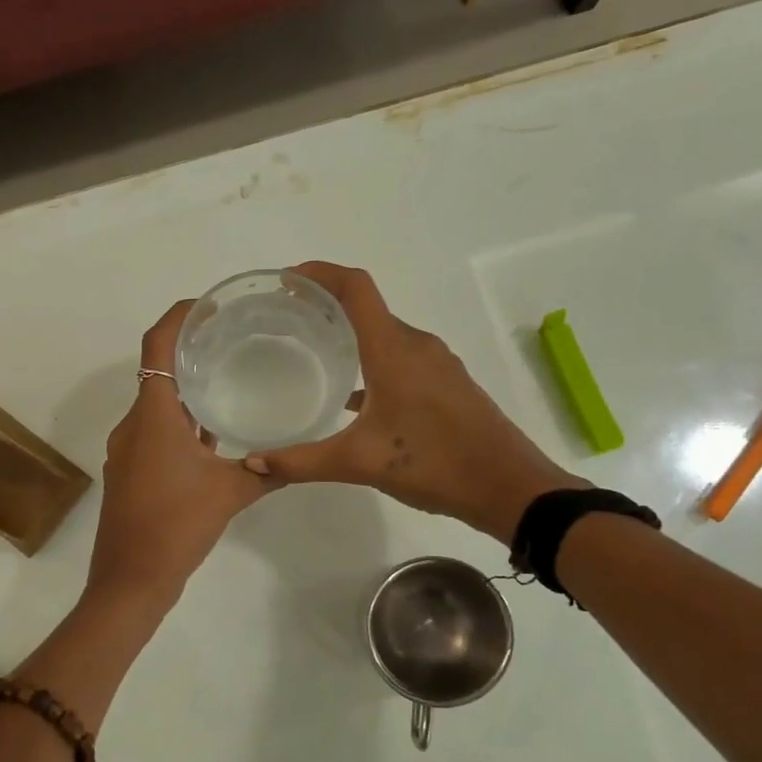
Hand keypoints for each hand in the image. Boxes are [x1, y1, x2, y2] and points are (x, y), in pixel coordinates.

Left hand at [86, 301, 276, 604]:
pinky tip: (211, 433)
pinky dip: (179, 421)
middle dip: (189, 350)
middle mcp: (134, 424)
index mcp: (153, 416)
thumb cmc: (175, 528)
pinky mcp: (130, 470)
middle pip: (157, 370)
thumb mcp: (230, 495)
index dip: (178, 316)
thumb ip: (267, 471)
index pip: (157, 346)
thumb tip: (300, 458)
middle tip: (231, 339)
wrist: (129, 580)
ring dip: (185, 389)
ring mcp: (128, 448)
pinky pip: (154, 430)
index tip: (208, 305)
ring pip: (156, 403)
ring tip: (227, 379)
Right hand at [242, 262, 579, 540]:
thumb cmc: (434, 464)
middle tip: (286, 318)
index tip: (285, 280)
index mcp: (394, 350)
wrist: (509, 488)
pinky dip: (372, 360)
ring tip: (313, 349)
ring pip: (385, 334)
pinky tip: (353, 393)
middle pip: (368, 307)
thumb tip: (253, 463)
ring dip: (350, 332)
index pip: (356, 289)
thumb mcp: (360, 463)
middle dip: (327, 303)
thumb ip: (302, 461)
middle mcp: (416, 346)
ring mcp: (436, 364)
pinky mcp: (447, 384)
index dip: (320, 273)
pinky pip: (401, 357)